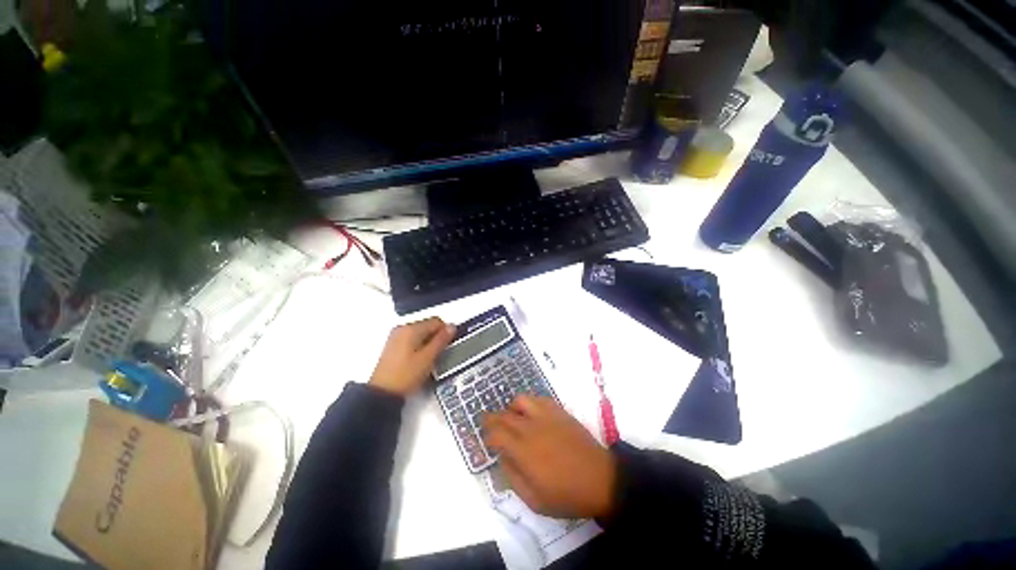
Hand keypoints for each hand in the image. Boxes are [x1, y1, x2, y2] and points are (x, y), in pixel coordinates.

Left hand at [369, 317, 455, 396]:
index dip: (445, 332)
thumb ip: (441, 340)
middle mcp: (402, 328)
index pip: (436, 321)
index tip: (447, 346)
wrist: (383, 393)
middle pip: (428, 326)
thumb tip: (452, 326)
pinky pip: (412, 340)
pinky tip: (418, 361)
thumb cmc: (406, 374)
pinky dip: (419, 347)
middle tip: (437, 355)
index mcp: (411, 328)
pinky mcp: (393, 346)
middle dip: (436, 338)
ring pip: (420, 333)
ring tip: (428, 360)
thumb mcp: (428, 357)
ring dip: (428, 343)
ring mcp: (396, 337)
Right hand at [483, 396, 616, 518]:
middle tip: (489, 424)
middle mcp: (531, 428)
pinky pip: (539, 398)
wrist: (600, 479)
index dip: (488, 435)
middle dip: (492, 418)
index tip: (487, 440)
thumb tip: (502, 458)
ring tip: (513, 418)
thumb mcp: (535, 500)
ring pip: (520, 400)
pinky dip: (530, 403)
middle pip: (504, 415)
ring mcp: (546, 416)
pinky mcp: (559, 411)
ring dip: (511, 408)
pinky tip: (532, 413)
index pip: (496, 434)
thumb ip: (513, 477)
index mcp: (524, 452)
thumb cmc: (567, 495)